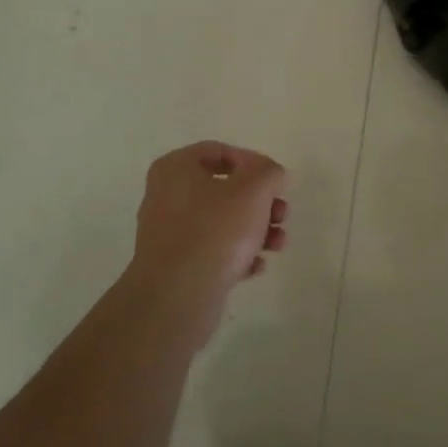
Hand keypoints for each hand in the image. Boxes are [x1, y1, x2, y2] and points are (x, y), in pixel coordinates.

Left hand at [125, 141, 287, 343]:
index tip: (274, 182)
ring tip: (277, 244)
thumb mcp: (254, 188)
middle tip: (281, 214)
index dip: (253, 162)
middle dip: (260, 202)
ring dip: (256, 229)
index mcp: (176, 168)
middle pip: (225, 188)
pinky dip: (237, 254)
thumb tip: (271, 175)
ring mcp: (168, 232)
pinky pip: (213, 250)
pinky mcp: (176, 265)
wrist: (179, 295)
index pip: (219, 151)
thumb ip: (269, 172)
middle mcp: (166, 195)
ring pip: (223, 221)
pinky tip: (256, 266)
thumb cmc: (216, 229)